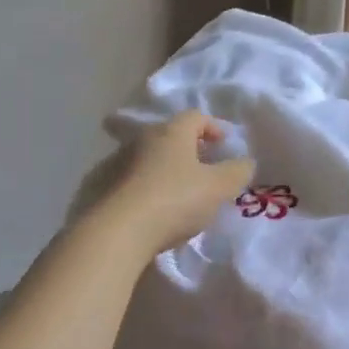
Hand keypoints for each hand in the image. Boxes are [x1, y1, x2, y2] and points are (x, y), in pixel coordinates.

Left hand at [108, 111, 254, 253]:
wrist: (119, 231)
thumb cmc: (176, 200)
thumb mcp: (219, 187)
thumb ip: (237, 172)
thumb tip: (245, 162)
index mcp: (172, 132)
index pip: (196, 117)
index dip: (213, 128)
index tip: (224, 146)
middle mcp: (143, 139)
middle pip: (171, 136)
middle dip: (190, 149)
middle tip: (205, 169)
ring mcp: (119, 161)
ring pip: (150, 157)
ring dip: (167, 169)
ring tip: (181, 192)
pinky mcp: (104, 186)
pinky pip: (133, 179)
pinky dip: (148, 186)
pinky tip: (156, 208)